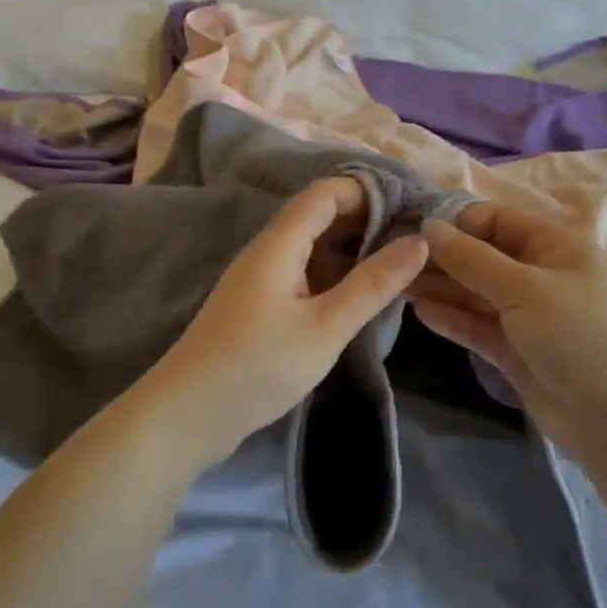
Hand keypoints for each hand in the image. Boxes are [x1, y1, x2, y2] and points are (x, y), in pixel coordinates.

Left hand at [140, 178, 429, 468]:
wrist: (187, 415)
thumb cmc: (258, 365)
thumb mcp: (325, 327)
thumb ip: (372, 284)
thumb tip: (419, 241)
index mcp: (279, 243)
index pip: (326, 192)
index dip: (366, 191)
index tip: (410, 209)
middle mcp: (267, 250)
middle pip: (318, 215)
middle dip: (364, 220)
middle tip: (412, 241)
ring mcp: (260, 279)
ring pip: (311, 247)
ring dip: (350, 249)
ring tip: (396, 267)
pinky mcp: (258, 306)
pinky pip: (302, 273)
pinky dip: (333, 274)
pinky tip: (357, 297)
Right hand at [409, 202, 606, 461]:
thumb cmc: (581, 338)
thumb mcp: (526, 289)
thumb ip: (472, 259)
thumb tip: (428, 226)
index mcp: (553, 246)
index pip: (494, 219)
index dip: (455, 223)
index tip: (412, 233)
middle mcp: (538, 274)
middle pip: (480, 256)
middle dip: (441, 257)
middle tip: (393, 263)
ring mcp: (526, 314)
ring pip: (474, 292)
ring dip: (440, 288)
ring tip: (397, 286)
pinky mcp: (515, 350)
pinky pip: (476, 325)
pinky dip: (451, 318)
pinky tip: (419, 312)